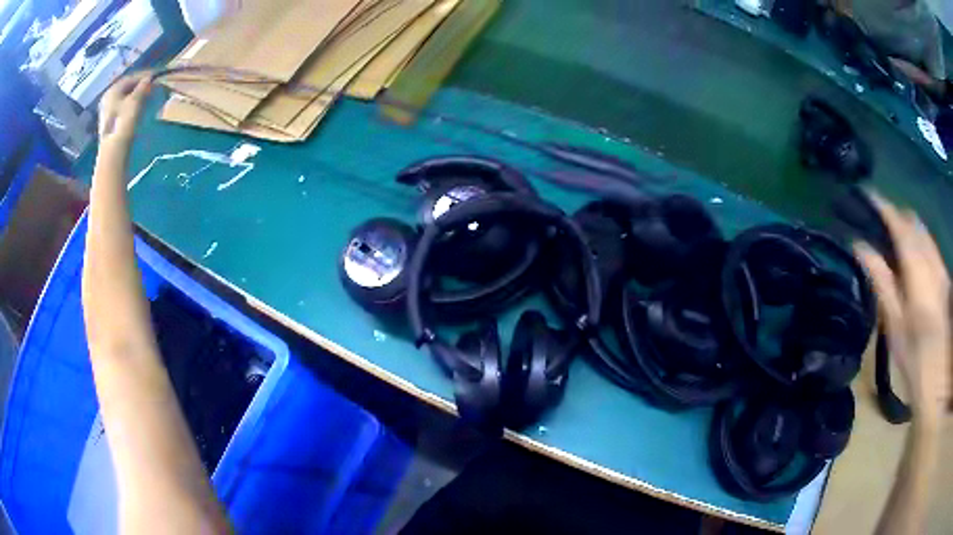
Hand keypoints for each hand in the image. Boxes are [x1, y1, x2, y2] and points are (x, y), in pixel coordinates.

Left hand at [99, 73, 151, 144]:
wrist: (113, 150)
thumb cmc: (123, 122)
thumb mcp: (135, 101)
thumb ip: (143, 86)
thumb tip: (149, 77)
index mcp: (112, 90)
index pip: (131, 77)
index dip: (144, 75)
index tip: (156, 76)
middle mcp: (108, 98)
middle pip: (126, 87)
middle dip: (139, 86)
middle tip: (152, 86)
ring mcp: (107, 111)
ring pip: (124, 97)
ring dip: (136, 95)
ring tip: (147, 96)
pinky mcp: (109, 122)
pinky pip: (122, 107)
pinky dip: (131, 104)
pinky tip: (138, 107)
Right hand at [854, 193, 950, 422]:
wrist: (939, 377)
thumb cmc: (914, 355)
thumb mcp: (894, 323)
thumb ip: (881, 280)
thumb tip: (861, 247)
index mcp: (917, 266)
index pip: (899, 223)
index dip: (883, 206)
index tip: (866, 195)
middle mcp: (931, 258)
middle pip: (914, 223)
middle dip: (897, 216)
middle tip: (880, 221)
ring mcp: (940, 266)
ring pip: (924, 233)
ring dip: (909, 229)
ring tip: (896, 238)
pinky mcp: (945, 277)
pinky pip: (931, 247)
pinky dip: (920, 243)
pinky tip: (914, 259)